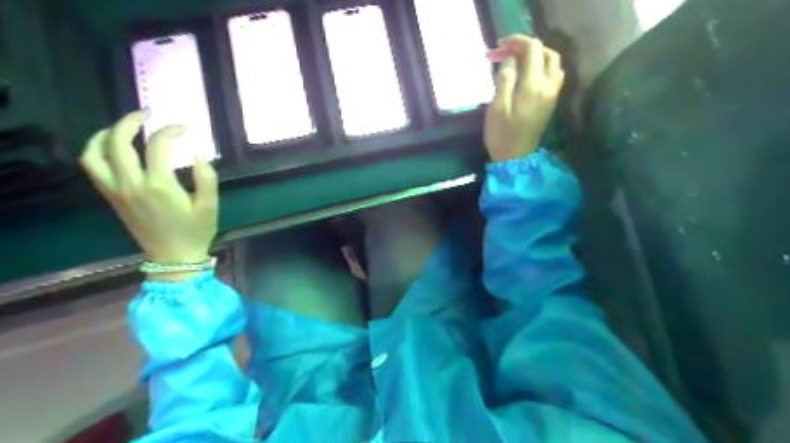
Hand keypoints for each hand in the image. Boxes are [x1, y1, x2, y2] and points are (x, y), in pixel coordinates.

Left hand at [80, 110, 218, 276]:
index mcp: (159, 185)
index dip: (171, 130)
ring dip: (106, 134)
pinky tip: (112, 147)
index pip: (158, 146)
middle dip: (131, 121)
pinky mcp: (112, 197)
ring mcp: (117, 191)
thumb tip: (196, 153)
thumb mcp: (210, 206)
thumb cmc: (196, 232)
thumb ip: (207, 177)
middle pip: (118, 142)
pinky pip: (93, 168)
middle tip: (149, 114)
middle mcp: (132, 184)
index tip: (185, 128)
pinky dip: (97, 150)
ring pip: (95, 153)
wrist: (173, 258)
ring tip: (124, 127)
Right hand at [485, 35, 563, 161]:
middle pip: (547, 53)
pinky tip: (526, 74)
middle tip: (508, 53)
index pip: (533, 50)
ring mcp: (553, 94)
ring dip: (537, 56)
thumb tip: (510, 61)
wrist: (516, 158)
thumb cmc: (502, 135)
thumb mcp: (496, 108)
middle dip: (528, 48)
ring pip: (553, 63)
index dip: (517, 42)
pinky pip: (553, 74)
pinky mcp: (551, 101)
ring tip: (517, 61)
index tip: (500, 46)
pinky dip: (541, 67)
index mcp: (533, 87)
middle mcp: (548, 86)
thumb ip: (504, 80)